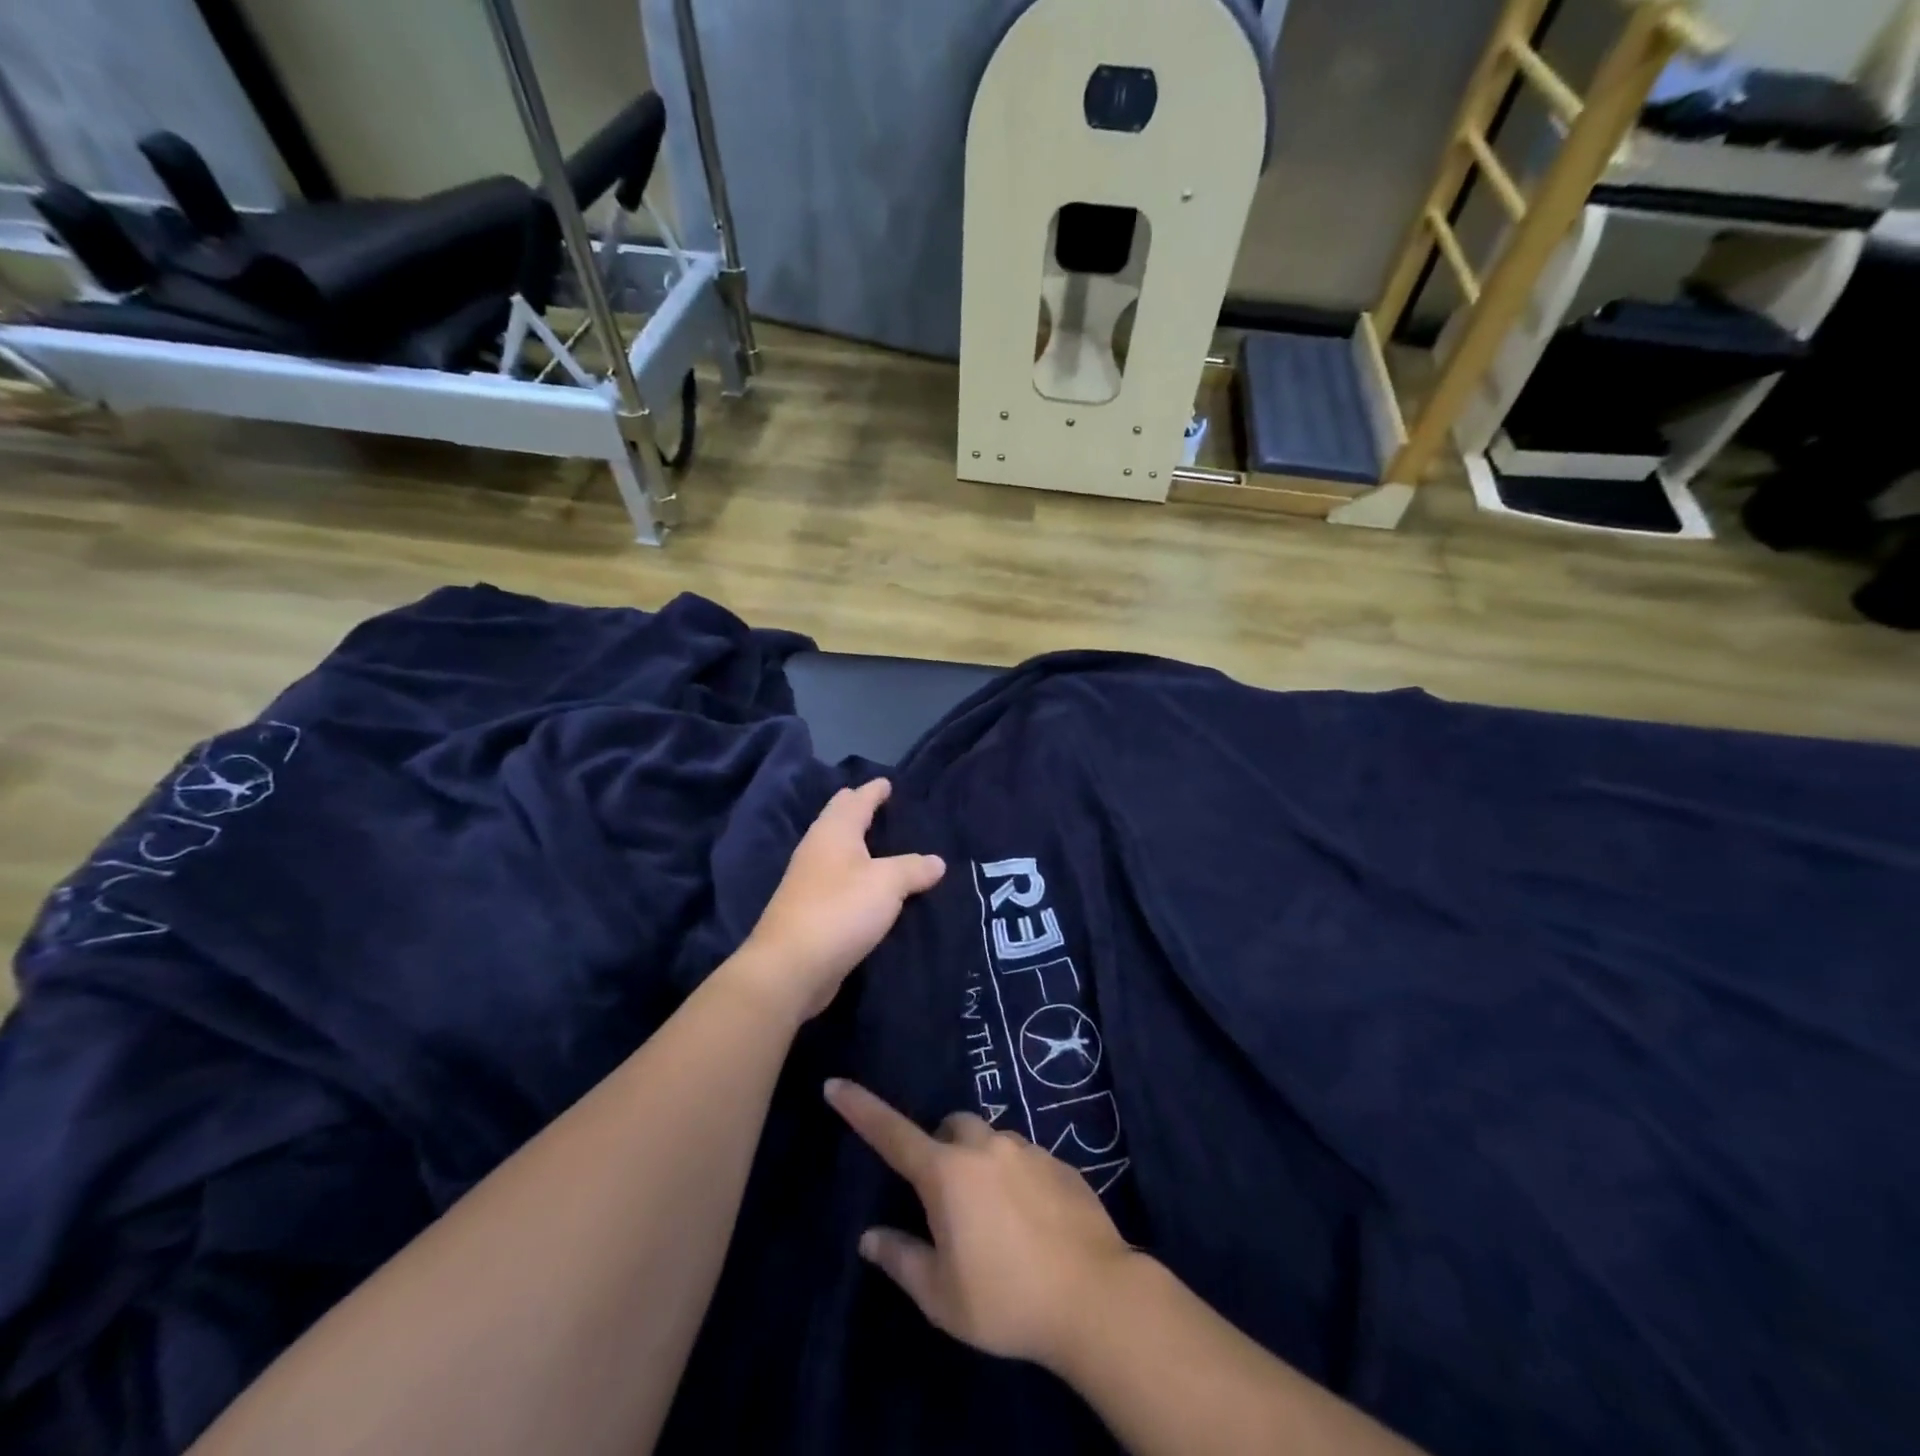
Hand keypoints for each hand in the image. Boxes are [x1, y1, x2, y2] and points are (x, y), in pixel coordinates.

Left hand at [734, 779, 943, 1022]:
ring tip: (880, 844)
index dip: (873, 791)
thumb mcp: (887, 884)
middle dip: (857, 809)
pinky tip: (866, 886)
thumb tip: (937, 861)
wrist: (791, 967)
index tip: (886, 782)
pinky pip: (838, 879)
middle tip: (880, 805)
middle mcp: (817, 849)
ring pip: (836, 850)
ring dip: (856, 844)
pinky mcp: (810, 910)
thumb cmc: (840, 910)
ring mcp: (809, 881)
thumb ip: (913, 868)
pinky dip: (854, 874)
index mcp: (834, 832)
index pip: (856, 801)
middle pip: (838, 820)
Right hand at [824, 1079, 1135, 1368]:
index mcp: (947, 1173)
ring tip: (995, 1222)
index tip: (835, 1084)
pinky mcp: (1059, 1161)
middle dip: (941, 1149)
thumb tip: (871, 1239)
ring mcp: (1025, 1149)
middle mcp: (985, 1147)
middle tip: (947, 1202)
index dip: (860, 1109)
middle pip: (951, 1128)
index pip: (891, 1133)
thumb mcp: (942, 1296)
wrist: (1094, 1296)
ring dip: (981, 1166)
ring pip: (991, 1142)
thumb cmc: (1007, 1300)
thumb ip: (902, 1259)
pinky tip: (1031, 1225)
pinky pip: (1024, 1158)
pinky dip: (1015, 1179)